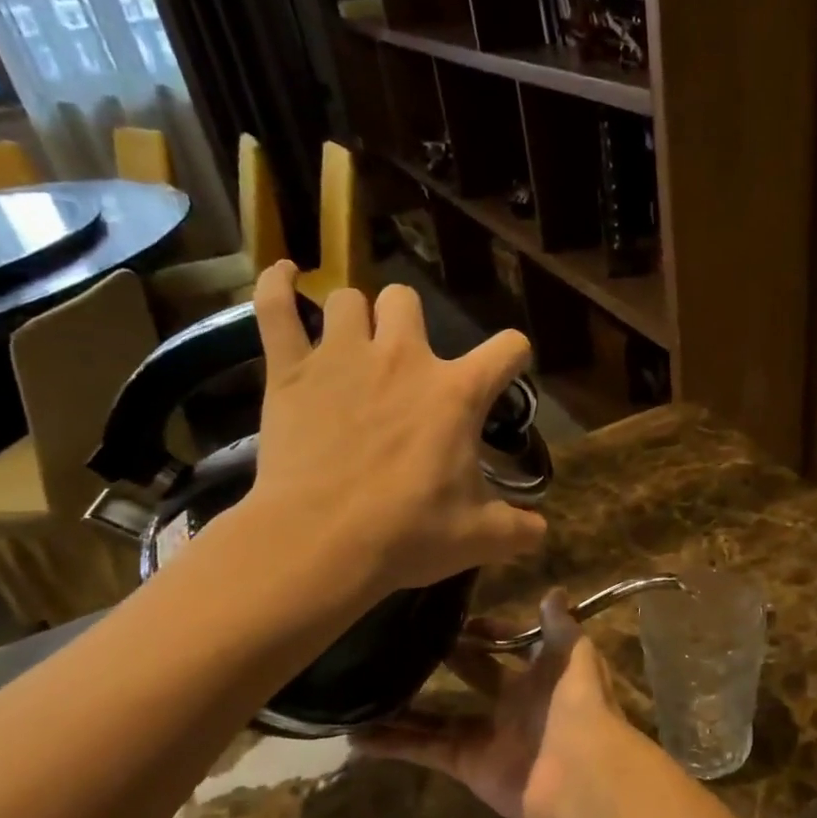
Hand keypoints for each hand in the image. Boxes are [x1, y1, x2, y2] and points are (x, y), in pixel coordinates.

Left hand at [243, 262, 546, 594]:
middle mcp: (403, 358)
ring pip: (349, 299)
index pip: (508, 348)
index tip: (507, 371)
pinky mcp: (290, 371)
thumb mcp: (479, 538)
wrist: (319, 543)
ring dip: (355, 317)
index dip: (514, 356)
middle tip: (407, 363)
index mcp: (457, 392)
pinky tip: (283, 274)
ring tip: (352, 343)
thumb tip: (541, 531)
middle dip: (410, 322)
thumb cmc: (407, 534)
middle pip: (408, 300)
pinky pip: (275, 308)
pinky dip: (277, 286)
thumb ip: (518, 530)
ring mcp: (342, 357)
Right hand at [352, 592, 643, 817]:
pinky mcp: (467, 764)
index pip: (511, 645)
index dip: (490, 631)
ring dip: (407, 706)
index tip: (459, 618)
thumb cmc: (578, 702)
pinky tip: (358, 736)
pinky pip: (425, 750)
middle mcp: (513, 702)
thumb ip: (560, 624)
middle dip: (449, 657)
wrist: (582, 771)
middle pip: (474, 675)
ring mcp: (488, 735)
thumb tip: (553, 590)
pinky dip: (394, 745)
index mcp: (541, 674)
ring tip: (367, 687)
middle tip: (408, 638)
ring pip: (440, 716)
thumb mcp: (574, 653)